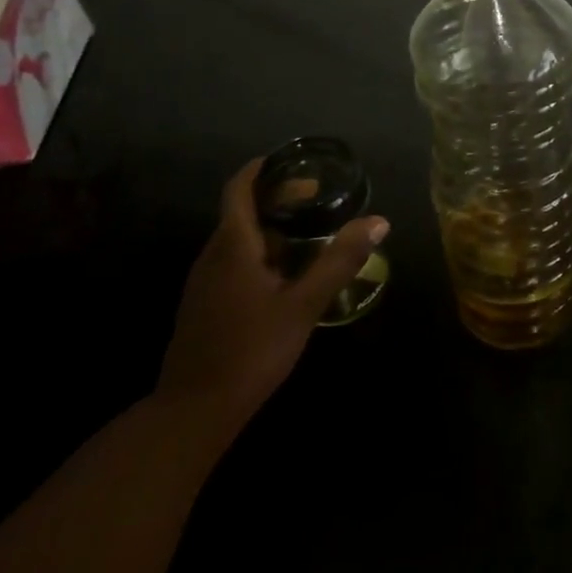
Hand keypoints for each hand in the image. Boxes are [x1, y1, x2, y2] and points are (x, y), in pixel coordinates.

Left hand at [155, 157, 388, 450]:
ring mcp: (203, 282)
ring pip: (236, 239)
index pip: (240, 189)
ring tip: (306, 235)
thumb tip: (378, 221)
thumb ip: (340, 261)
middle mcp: (212, 256)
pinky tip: (282, 276)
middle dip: (276, 199)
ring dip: (268, 228)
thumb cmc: (252, 350)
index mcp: (233, 246)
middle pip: (241, 211)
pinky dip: (257, 252)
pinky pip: (231, 262)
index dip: (262, 170)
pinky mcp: (202, 305)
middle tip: (316, 200)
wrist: (193, 411)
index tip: (290, 161)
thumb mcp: (304, 305)